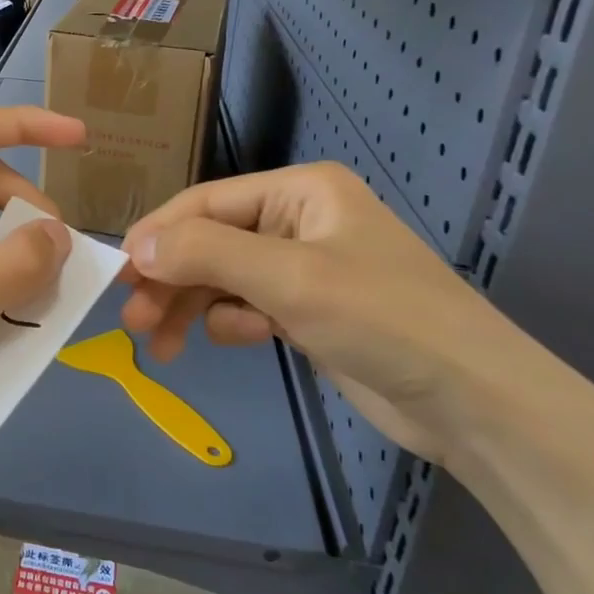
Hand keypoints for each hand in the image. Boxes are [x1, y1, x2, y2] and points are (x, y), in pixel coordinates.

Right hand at [118, 163, 535, 461]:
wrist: (475, 403)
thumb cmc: (383, 319)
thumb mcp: (288, 278)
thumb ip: (206, 254)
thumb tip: (135, 248)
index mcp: (300, 191)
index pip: (207, 203)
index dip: (159, 235)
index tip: (117, 273)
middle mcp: (298, 220)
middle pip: (210, 242)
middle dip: (171, 279)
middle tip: (133, 321)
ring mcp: (304, 267)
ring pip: (223, 278)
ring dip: (192, 307)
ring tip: (161, 346)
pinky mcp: (309, 310)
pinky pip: (248, 305)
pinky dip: (234, 322)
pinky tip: (241, 340)